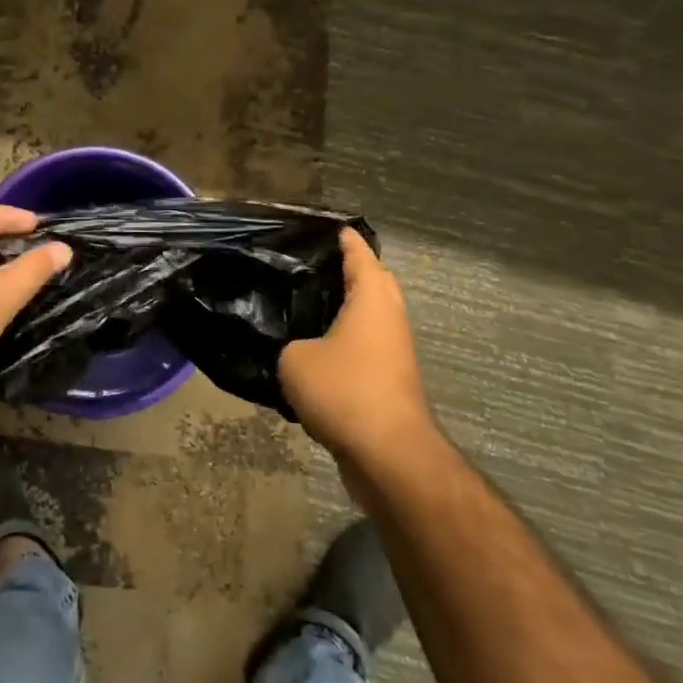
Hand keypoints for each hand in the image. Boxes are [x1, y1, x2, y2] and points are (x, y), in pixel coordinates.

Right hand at [279, 229, 437, 471]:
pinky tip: (314, 347)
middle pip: (373, 282)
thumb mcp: (295, 359)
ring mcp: (394, 351)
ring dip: (346, 308)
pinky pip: (366, 345)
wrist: (389, 455)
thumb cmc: (344, 390)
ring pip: (369, 317)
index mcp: (372, 298)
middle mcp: (389, 317)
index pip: (359, 253)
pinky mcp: (390, 380)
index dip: (343, 238)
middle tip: (309, 265)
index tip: (326, 227)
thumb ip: (288, 342)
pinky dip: (345, 339)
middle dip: (348, 270)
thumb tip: (292, 346)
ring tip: (305, 304)